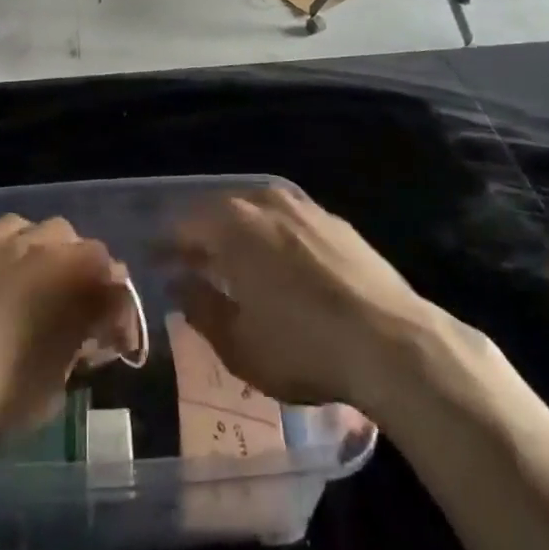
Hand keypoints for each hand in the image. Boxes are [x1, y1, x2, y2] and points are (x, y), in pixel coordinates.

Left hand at [0, 214, 135, 438]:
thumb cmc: (2, 390)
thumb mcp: (56, 386)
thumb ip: (76, 351)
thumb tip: (82, 340)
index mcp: (81, 278)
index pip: (117, 288)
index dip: (120, 317)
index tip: (113, 344)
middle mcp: (49, 246)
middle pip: (84, 249)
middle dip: (87, 276)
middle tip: (76, 310)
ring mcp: (6, 240)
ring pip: (41, 230)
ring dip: (48, 252)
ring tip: (37, 283)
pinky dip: (8, 251)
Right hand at [167, 186, 474, 414]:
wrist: (392, 341)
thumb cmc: (303, 347)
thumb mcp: (239, 344)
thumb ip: (201, 308)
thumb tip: (179, 283)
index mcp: (232, 227)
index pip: (184, 226)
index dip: (167, 246)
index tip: (156, 263)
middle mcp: (263, 202)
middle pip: (219, 212)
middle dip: (201, 236)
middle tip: (191, 263)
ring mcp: (303, 207)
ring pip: (255, 210)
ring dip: (238, 232)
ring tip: (234, 262)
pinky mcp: (334, 220)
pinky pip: (288, 218)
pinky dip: (272, 234)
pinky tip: (279, 260)